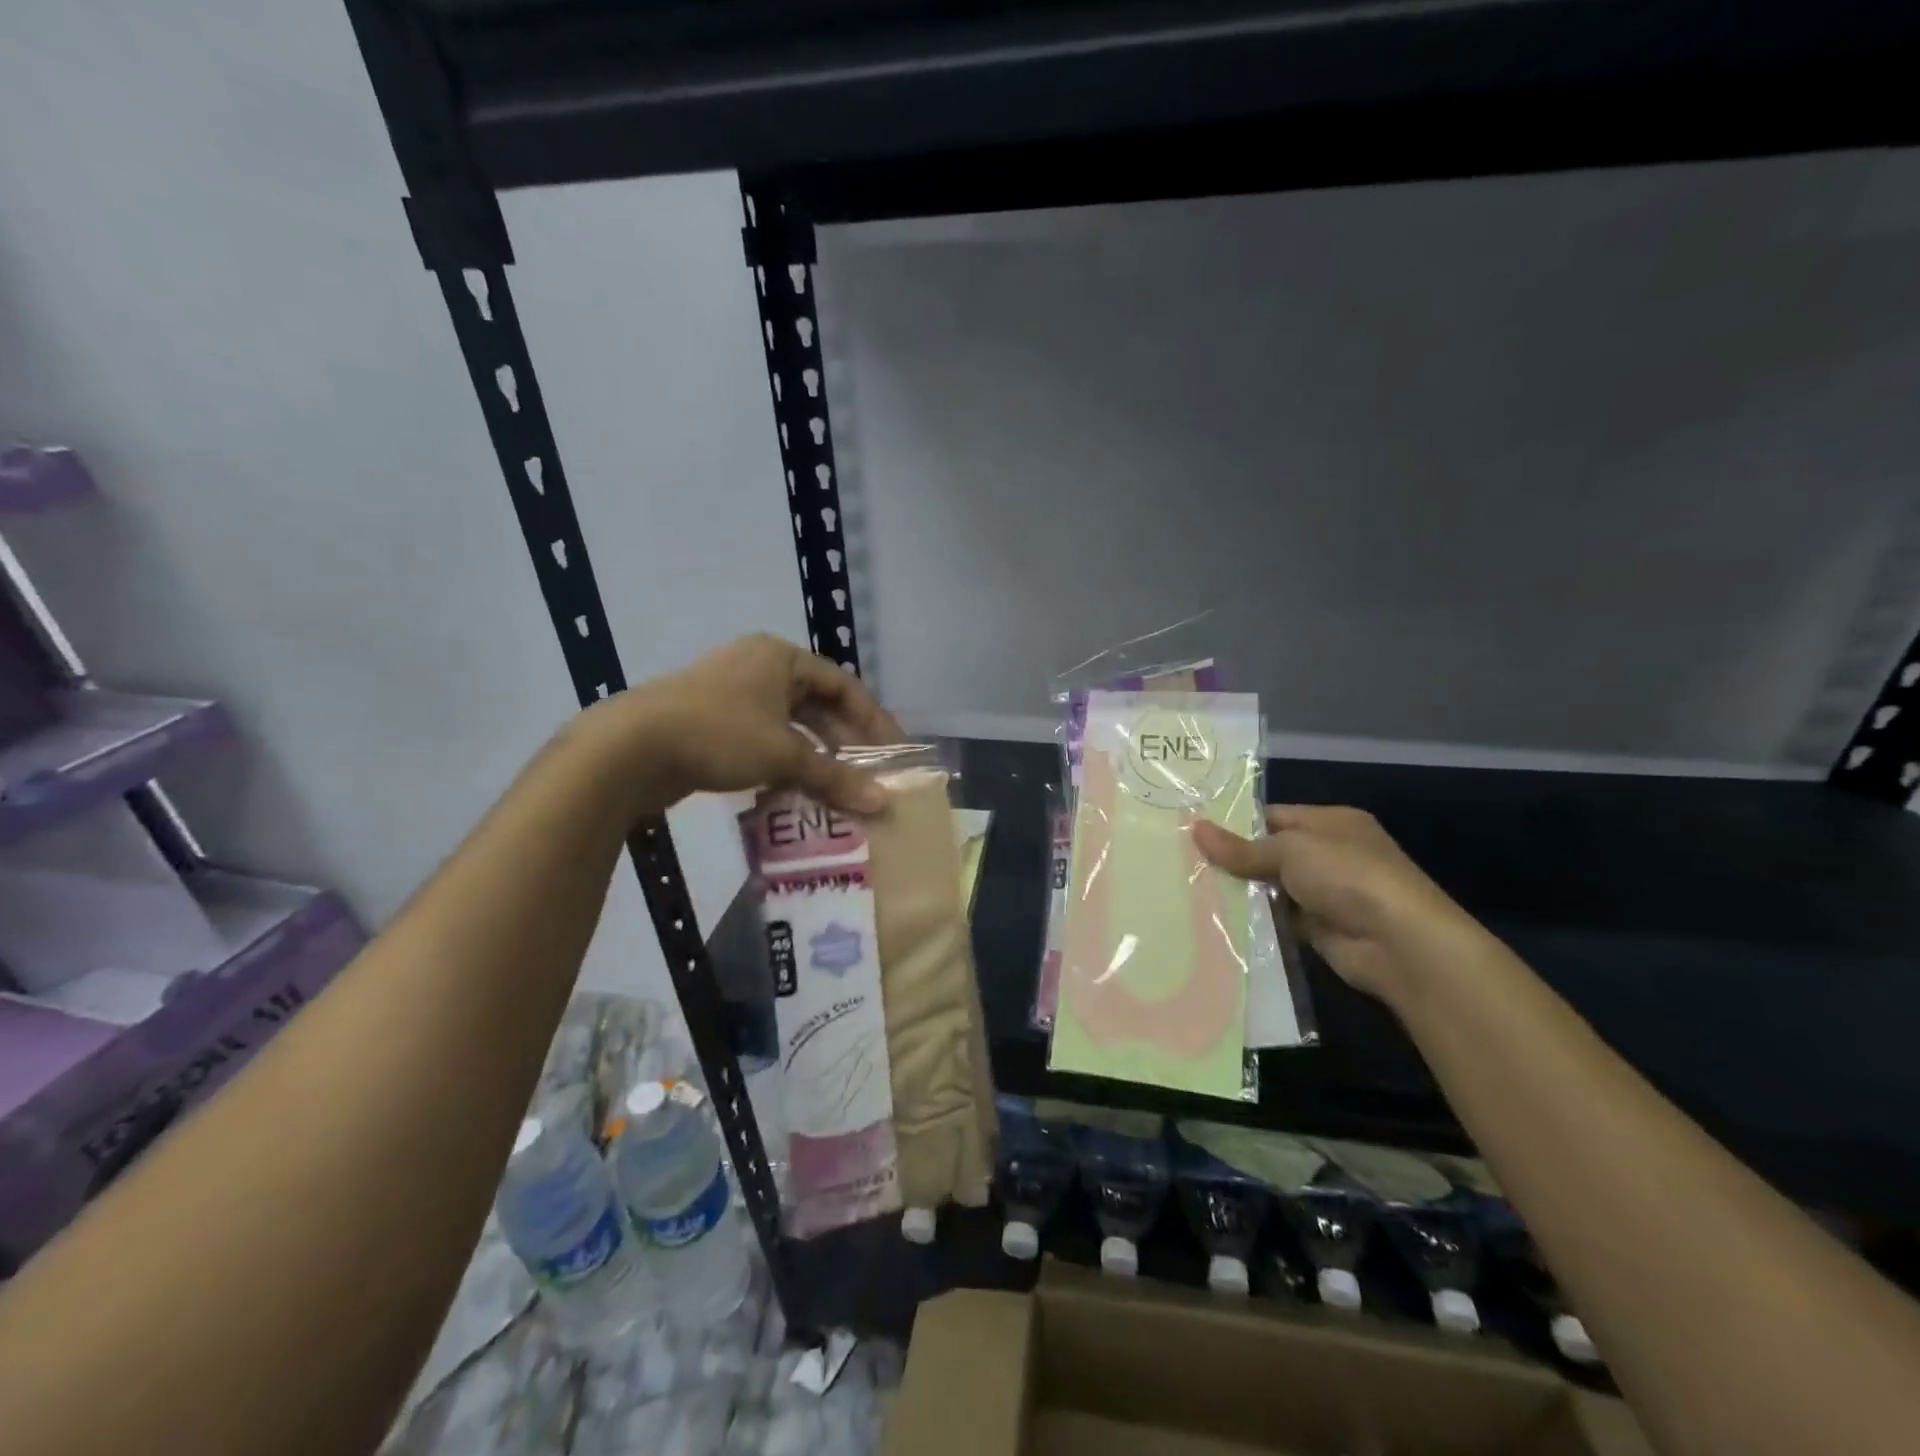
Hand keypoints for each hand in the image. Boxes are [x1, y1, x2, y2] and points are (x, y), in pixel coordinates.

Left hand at [591, 634, 904, 814]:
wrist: (628, 749)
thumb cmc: (718, 734)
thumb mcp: (784, 755)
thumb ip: (835, 777)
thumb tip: (883, 803)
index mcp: (780, 657)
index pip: (844, 685)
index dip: (873, 720)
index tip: (894, 754)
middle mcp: (757, 667)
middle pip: (816, 705)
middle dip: (843, 742)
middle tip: (867, 775)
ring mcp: (730, 694)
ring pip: (787, 726)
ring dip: (813, 757)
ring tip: (836, 789)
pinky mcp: (708, 723)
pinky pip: (761, 740)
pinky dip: (782, 763)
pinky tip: (793, 792)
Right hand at [1192, 805, 1477, 1003]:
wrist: (1400, 943)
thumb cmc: (1347, 876)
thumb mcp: (1290, 851)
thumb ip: (1242, 847)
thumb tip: (1196, 828)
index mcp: (1331, 822)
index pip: (1274, 816)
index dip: (1236, 823)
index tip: (1194, 831)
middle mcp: (1330, 854)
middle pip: (1270, 852)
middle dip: (1233, 859)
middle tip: (1183, 861)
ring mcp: (1326, 892)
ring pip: (1271, 887)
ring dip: (1241, 891)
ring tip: (1190, 889)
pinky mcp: (1319, 928)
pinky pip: (1277, 918)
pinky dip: (1255, 919)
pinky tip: (1217, 918)